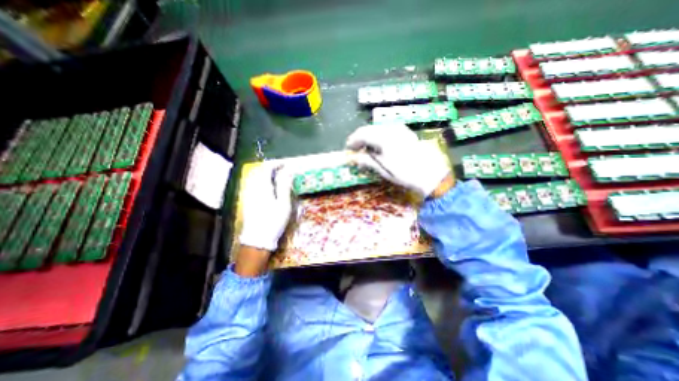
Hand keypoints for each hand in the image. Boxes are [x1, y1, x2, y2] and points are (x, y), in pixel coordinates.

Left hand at [238, 162, 292, 251]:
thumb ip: (284, 186)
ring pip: (258, 178)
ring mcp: (250, 195)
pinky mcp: (249, 201)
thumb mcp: (283, 204)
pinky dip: (266, 182)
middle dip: (273, 168)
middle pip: (261, 172)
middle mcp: (253, 188)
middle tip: (285, 171)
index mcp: (262, 187)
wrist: (258, 239)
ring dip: (269, 175)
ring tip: (280, 178)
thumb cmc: (273, 221)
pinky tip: (272, 189)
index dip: (277, 164)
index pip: (267, 168)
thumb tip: (288, 171)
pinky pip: (257, 186)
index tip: (286, 164)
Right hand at [347, 124, 452, 196]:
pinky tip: (380, 145)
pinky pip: (388, 130)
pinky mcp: (406, 133)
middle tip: (355, 149)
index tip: (348, 149)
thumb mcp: (383, 168)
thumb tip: (353, 158)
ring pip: (378, 129)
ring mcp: (400, 129)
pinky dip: (379, 136)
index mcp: (383, 137)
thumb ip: (366, 160)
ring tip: (366, 148)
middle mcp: (391, 129)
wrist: (430, 174)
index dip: (352, 141)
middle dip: (360, 138)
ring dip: (370, 137)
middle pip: (369, 129)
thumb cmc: (404, 173)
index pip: (362, 134)